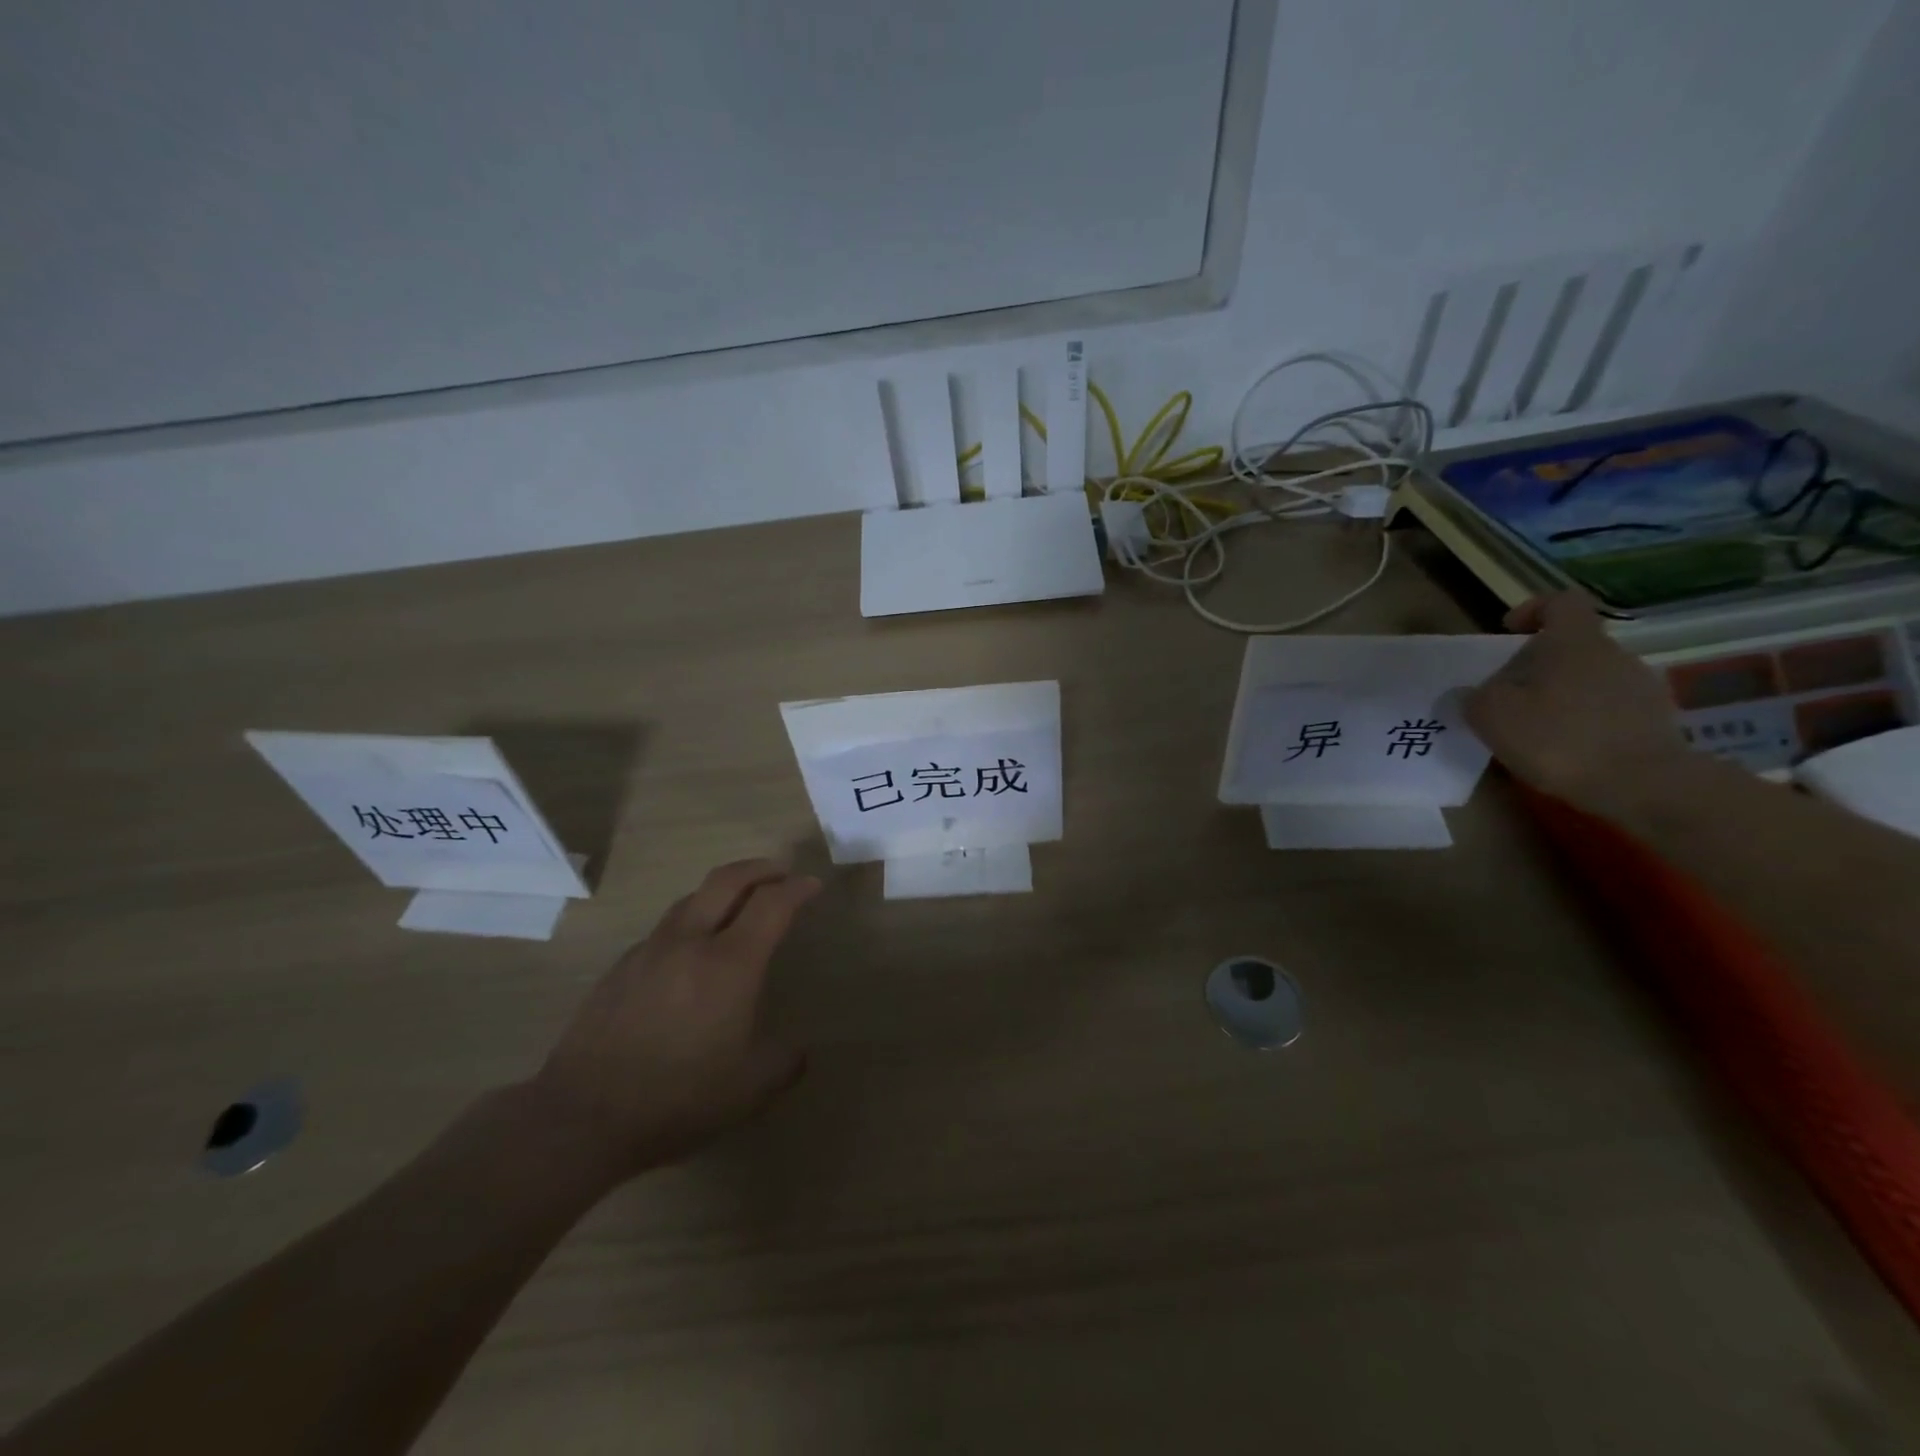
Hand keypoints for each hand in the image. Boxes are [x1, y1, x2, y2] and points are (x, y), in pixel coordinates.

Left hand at [522, 859, 820, 1179]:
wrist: (582, 1115)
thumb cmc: (678, 1097)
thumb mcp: (750, 1090)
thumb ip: (784, 1062)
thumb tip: (798, 1050)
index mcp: (730, 963)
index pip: (772, 904)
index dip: (797, 888)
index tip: (813, 885)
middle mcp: (690, 942)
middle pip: (727, 880)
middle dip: (760, 868)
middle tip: (780, 873)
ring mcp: (650, 950)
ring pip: (691, 898)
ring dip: (723, 890)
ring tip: (738, 903)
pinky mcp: (621, 967)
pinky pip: (665, 928)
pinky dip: (691, 921)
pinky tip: (691, 951)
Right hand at [1466, 592, 1690, 816]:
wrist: (1645, 785)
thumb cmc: (1559, 738)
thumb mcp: (1492, 716)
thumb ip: (1474, 698)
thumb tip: (1471, 693)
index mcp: (1574, 642)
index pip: (1561, 602)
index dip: (1533, 610)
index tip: (1509, 632)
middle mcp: (1614, 654)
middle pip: (1573, 646)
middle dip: (1539, 666)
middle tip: (1510, 696)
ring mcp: (1642, 687)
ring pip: (1591, 679)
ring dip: (1563, 696)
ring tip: (1537, 731)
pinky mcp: (1657, 722)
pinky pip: (1611, 710)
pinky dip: (1587, 722)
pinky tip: (1569, 752)